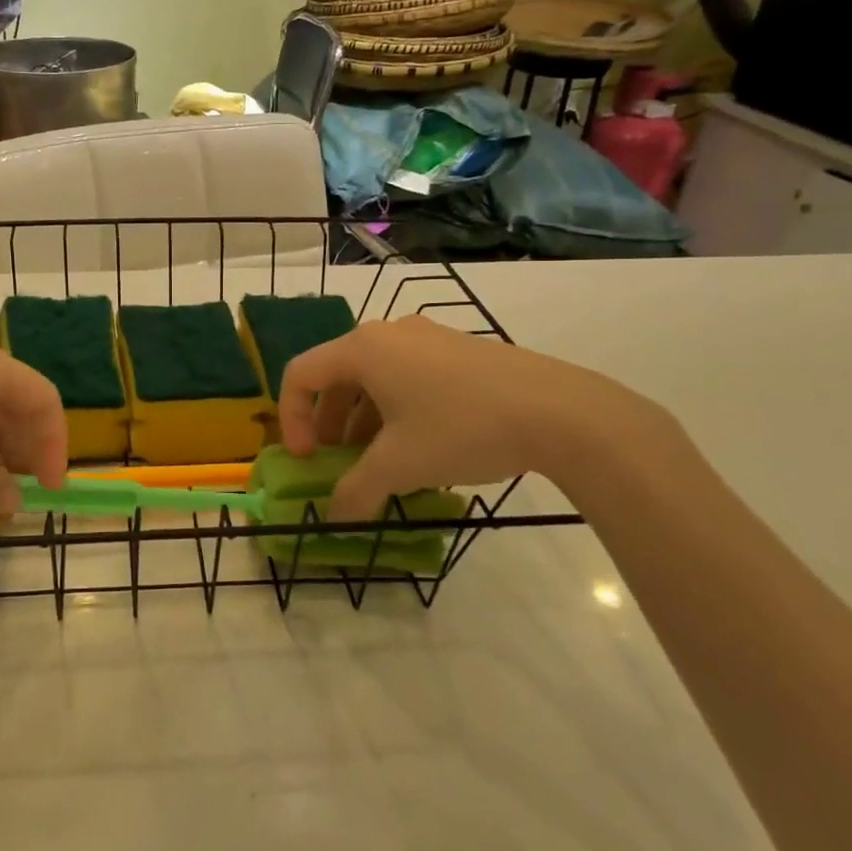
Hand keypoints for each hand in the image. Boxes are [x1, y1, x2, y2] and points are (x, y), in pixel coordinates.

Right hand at [277, 317, 665, 519]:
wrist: (560, 412)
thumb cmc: (462, 429)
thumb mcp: (400, 466)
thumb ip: (356, 491)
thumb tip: (335, 517)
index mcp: (363, 349)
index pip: (301, 374)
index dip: (291, 419)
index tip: (306, 459)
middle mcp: (388, 333)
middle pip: (336, 375)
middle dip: (328, 423)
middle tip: (336, 462)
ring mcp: (427, 337)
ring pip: (373, 377)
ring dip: (361, 419)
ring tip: (377, 460)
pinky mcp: (458, 349)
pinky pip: (406, 374)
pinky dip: (394, 408)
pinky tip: (417, 444)